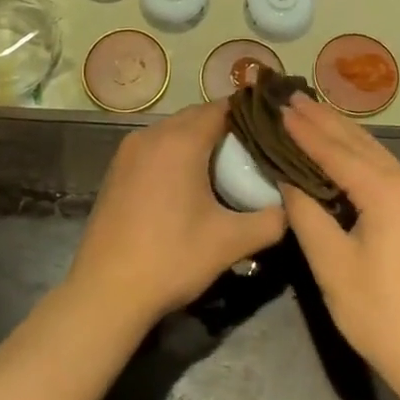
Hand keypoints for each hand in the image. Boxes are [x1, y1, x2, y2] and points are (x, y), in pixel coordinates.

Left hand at [66, 102, 287, 326]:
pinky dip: (175, 154)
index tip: (272, 130)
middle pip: (196, 116)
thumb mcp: (231, 242)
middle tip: (254, 152)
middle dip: (226, 128)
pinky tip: (189, 184)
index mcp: (180, 141)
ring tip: (226, 167)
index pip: (222, 108)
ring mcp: (128, 151)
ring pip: (173, 131)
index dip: (249, 115)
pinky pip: (155, 147)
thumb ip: (271, 220)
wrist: (106, 292)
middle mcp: (152, 135)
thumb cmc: (172, 258)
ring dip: (199, 141)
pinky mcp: (116, 170)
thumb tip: (292, 207)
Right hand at [280, 94, 399, 392]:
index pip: (335, 150)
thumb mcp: (333, 266)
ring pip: (378, 155)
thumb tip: (287, 179)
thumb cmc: (383, 316)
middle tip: (292, 97)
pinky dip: (362, 158)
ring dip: (343, 136)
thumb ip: (307, 214)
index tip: (278, 107)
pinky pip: (390, 173)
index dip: (304, 129)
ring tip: (313, 115)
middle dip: (324, 120)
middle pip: (360, 143)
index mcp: (388, 191)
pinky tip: (346, 154)